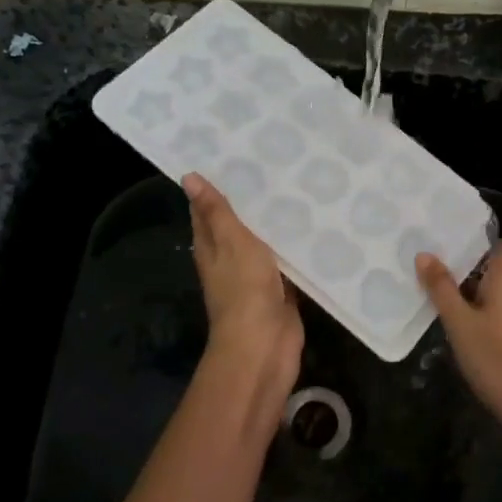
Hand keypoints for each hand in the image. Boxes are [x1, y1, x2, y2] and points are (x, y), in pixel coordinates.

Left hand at [184, 173, 303, 409]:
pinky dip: (295, 246)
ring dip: (276, 222)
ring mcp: (256, 276)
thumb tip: (188, 177)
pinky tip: (313, 227)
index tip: (232, 157)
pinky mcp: (281, 289)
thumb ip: (216, 211)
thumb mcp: (231, 242)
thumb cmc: (243, 289)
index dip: (214, 186)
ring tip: (298, 186)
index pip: (207, 210)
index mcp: (211, 248)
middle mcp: (230, 259)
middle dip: (252, 201)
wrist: (265, 344)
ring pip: (265, 242)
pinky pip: (287, 261)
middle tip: (274, 164)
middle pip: (238, 225)